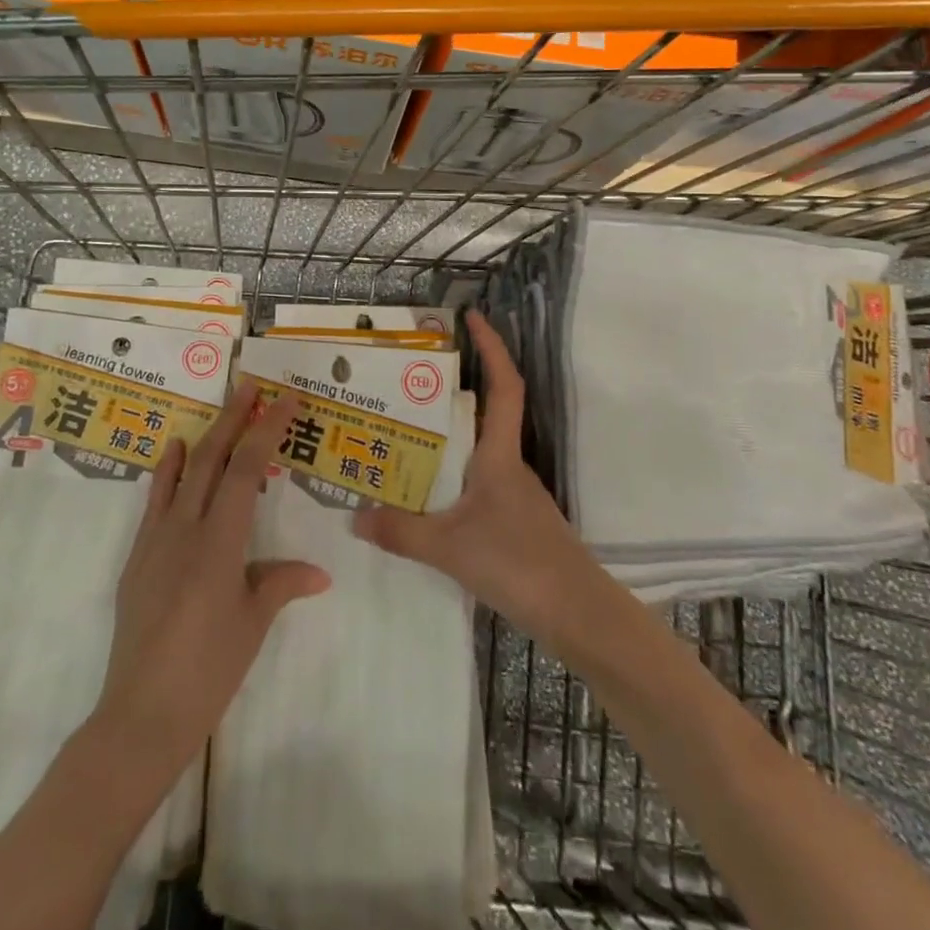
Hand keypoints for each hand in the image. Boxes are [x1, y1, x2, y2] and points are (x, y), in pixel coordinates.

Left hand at [93, 381, 330, 783]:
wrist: (141, 714)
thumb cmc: (209, 670)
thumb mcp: (253, 624)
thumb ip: (282, 584)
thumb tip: (319, 573)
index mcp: (220, 543)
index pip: (246, 470)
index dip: (266, 430)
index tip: (284, 400)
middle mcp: (186, 530)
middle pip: (211, 459)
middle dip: (233, 418)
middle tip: (250, 386)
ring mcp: (156, 542)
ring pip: (182, 474)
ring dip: (204, 436)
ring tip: (220, 408)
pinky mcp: (137, 559)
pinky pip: (156, 502)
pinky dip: (168, 472)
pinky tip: (174, 455)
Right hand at [353, 311, 601, 639]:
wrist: (575, 612)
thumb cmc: (517, 562)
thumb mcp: (449, 547)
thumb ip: (400, 531)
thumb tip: (354, 514)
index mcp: (500, 455)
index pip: (504, 386)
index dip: (493, 347)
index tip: (473, 317)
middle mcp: (509, 464)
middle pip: (485, 411)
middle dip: (453, 387)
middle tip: (406, 379)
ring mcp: (513, 491)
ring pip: (477, 448)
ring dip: (447, 434)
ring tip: (402, 432)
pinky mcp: (512, 518)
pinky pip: (475, 479)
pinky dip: (449, 473)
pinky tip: (424, 491)